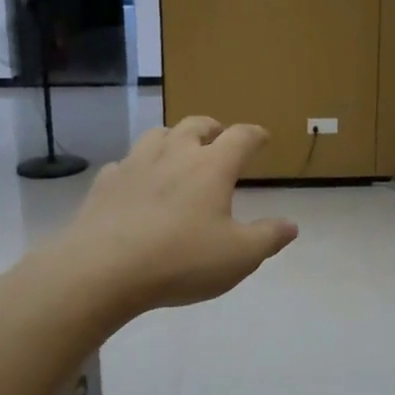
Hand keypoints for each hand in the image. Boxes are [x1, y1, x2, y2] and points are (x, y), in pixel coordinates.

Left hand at [54, 116, 298, 316]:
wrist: (102, 270)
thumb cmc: (181, 260)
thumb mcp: (239, 257)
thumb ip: (268, 237)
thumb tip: (292, 225)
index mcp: (212, 167)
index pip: (241, 137)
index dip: (255, 135)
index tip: (263, 138)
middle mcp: (174, 154)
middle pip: (196, 124)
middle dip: (213, 128)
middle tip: (219, 136)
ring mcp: (135, 165)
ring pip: (157, 135)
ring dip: (173, 137)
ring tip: (178, 151)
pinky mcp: (105, 183)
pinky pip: (124, 163)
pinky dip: (137, 166)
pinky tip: (136, 182)